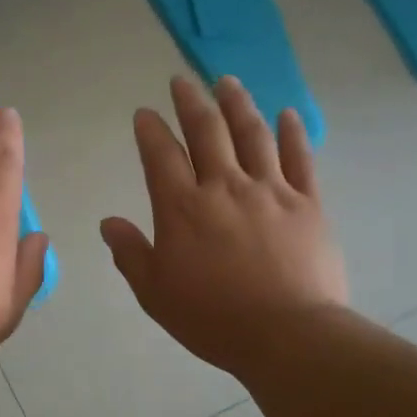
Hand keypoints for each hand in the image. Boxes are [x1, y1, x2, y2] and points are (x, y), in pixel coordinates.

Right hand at [102, 76, 347, 378]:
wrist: (288, 335)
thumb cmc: (213, 319)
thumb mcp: (155, 294)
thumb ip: (130, 254)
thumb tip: (108, 223)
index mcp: (182, 208)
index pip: (160, 155)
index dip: (150, 130)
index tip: (145, 113)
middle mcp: (224, 187)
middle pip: (206, 131)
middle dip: (190, 101)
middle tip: (182, 80)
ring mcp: (270, 191)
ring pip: (252, 134)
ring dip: (237, 103)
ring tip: (227, 82)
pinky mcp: (308, 203)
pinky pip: (299, 158)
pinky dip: (291, 133)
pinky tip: (286, 114)